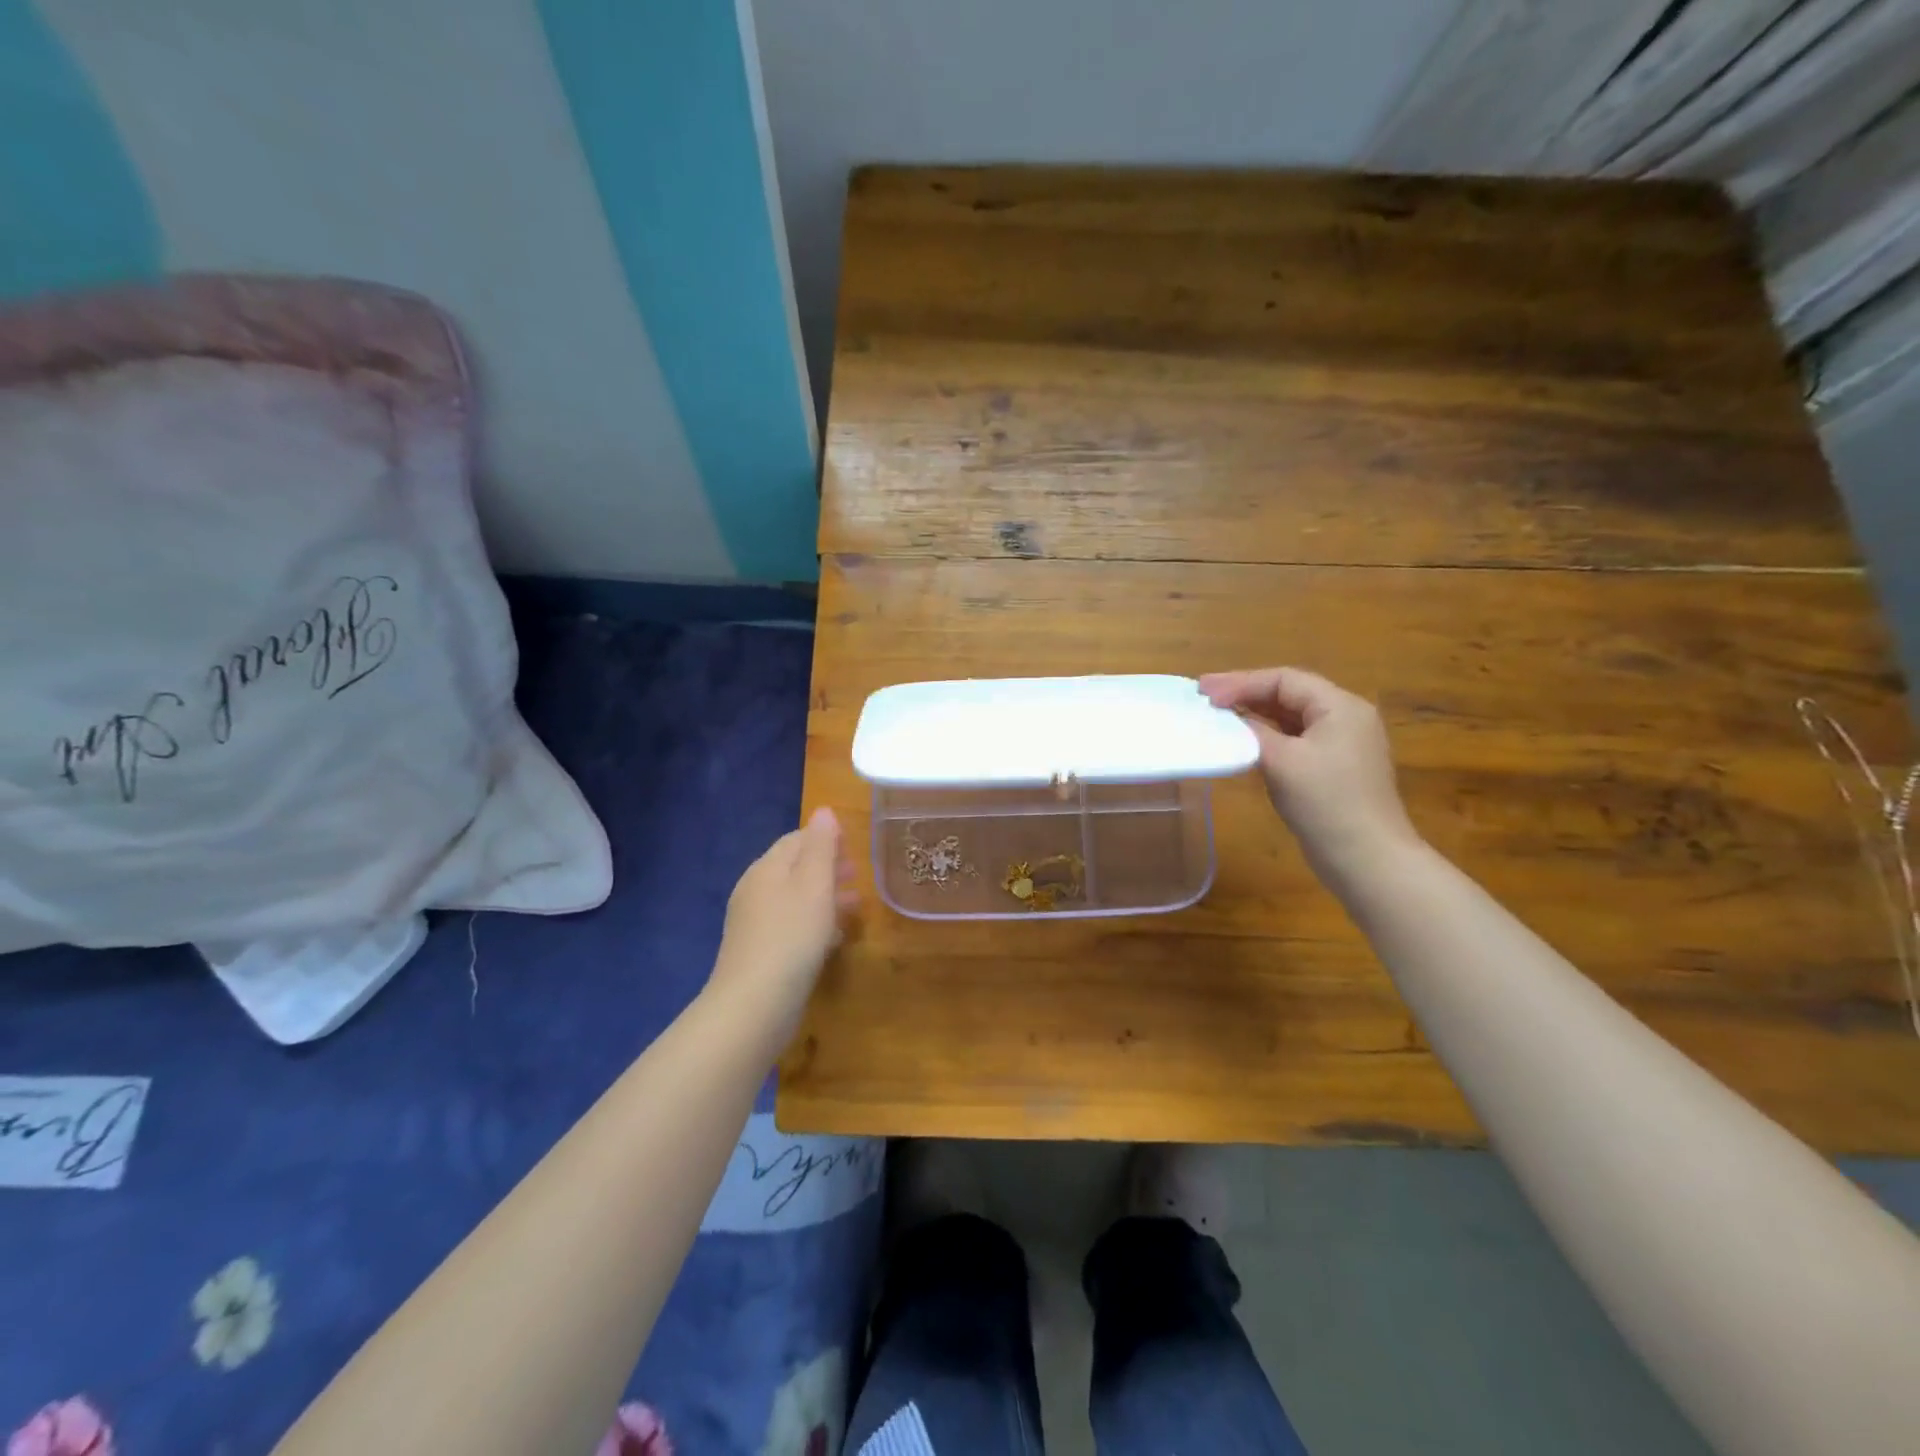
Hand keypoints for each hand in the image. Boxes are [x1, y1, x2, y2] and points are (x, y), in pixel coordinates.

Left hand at [709, 808, 858, 1038]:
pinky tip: (834, 938)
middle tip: (858, 874)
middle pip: (794, 868)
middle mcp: (755, 890)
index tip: (854, 845)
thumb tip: (823, 810)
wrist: (754, 1005)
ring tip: (855, 905)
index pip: (796, 839)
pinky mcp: (759, 953)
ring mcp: (754, 924)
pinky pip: (791, 926)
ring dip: (825, 896)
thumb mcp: (814, 885)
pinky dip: (814, 923)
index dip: (825, 838)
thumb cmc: (791, 936)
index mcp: (767, 868)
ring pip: (795, 899)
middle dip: (827, 867)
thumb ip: (821, 846)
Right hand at [1198, 667, 1420, 884]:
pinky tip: (1244, 741)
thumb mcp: (1282, 761)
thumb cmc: (1326, 803)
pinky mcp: (1334, 768)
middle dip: (1246, 693)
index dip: (1241, 682)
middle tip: (1206, 697)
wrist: (1366, 859)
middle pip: (1289, 694)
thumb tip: (1226, 717)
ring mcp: (1343, 744)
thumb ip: (1251, 732)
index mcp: (1340, 707)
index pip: (1285, 680)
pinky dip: (1267, 736)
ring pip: (1291, 717)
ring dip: (1255, 714)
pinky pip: (1295, 739)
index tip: (1205, 693)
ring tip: (1218, 714)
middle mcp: (1346, 718)